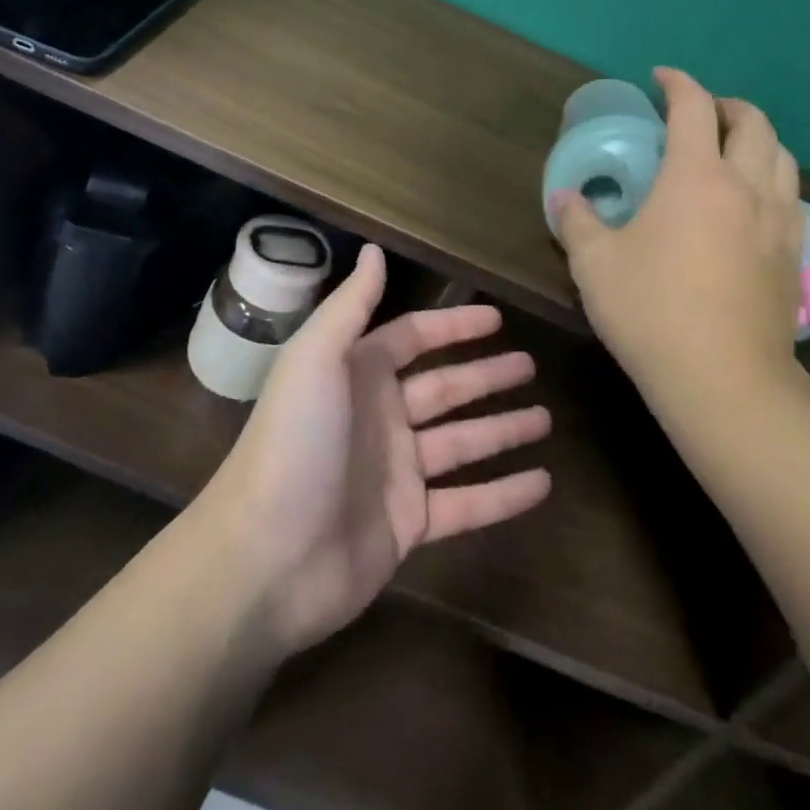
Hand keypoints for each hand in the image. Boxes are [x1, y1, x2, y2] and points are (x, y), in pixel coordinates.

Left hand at [202, 245, 552, 656]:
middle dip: (487, 376)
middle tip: (531, 365)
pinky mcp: (408, 526)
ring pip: (462, 443)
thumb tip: (374, 249)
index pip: (414, 338)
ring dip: (504, 430)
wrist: (263, 561)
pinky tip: (542, 483)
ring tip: (546, 418)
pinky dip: (504, 494)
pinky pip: (466, 503)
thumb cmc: (294, 444)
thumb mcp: (316, 359)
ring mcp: (396, 474)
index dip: (453, 326)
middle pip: (445, 388)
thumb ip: (350, 305)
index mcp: (357, 376)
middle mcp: (380, 418)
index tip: (497, 319)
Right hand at [551, 67, 805, 406]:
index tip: (660, 78)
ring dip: (757, 140)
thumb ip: (576, 222)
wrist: (725, 382)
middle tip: (700, 113)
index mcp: (696, 176)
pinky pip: (791, 197)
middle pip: (753, 122)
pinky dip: (772, 180)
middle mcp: (746, 186)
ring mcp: (779, 221)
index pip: (693, 107)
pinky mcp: (794, 256)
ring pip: (782, 157)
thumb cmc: (651, 311)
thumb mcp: (594, 264)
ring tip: (731, 152)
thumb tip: (564, 199)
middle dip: (726, 106)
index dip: (677, 83)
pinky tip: (751, 206)